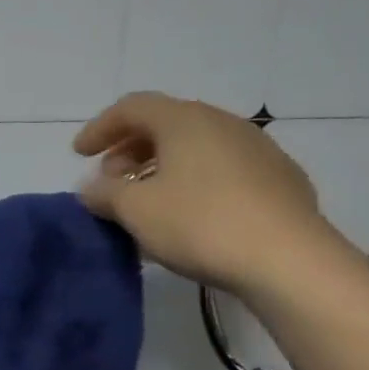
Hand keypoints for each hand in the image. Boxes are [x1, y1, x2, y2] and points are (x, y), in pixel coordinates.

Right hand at [73, 92, 334, 298]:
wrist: (290, 261)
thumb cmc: (200, 224)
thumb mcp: (136, 210)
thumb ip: (104, 193)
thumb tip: (91, 187)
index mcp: (185, 121)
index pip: (132, 108)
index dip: (100, 128)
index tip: (78, 155)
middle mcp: (223, 123)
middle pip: (165, 124)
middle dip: (130, 149)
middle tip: (111, 180)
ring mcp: (258, 150)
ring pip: (196, 147)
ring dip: (162, 167)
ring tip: (146, 201)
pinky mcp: (280, 180)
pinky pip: (222, 170)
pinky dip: (194, 182)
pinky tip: (189, 216)